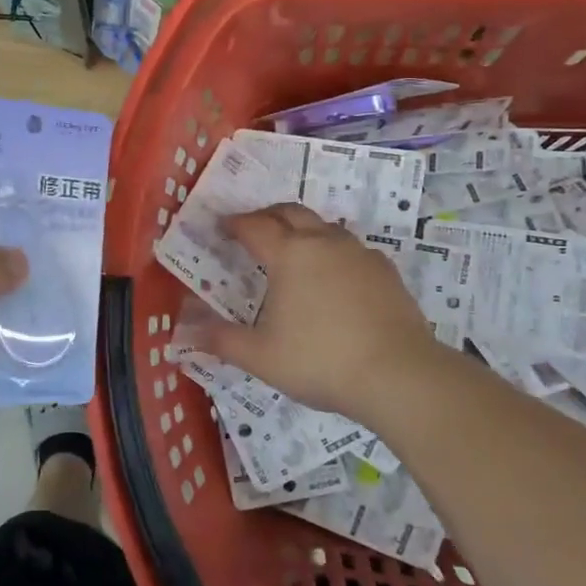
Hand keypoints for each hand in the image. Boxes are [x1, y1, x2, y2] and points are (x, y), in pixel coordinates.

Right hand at [192, 205, 451, 431]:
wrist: (399, 374)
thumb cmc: (320, 361)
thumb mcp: (261, 356)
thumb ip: (222, 340)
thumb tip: (187, 333)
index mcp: (289, 254)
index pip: (254, 226)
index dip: (233, 224)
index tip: (221, 227)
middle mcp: (324, 242)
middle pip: (290, 212)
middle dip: (267, 215)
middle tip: (252, 228)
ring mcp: (359, 253)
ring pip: (324, 226)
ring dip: (302, 229)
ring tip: (292, 250)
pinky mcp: (385, 271)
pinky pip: (351, 248)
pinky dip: (332, 251)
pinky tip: (333, 277)